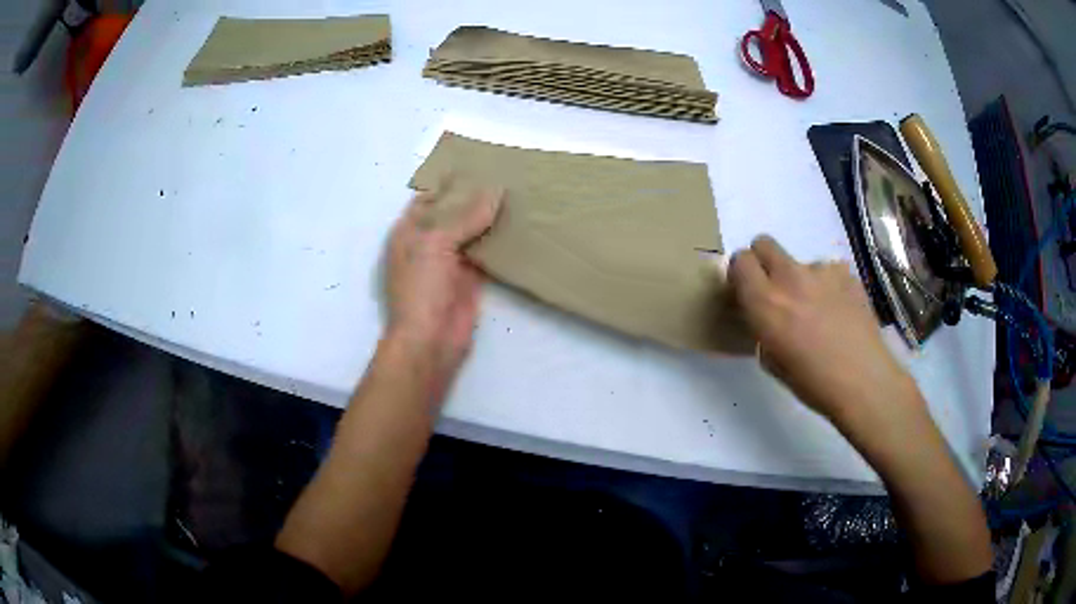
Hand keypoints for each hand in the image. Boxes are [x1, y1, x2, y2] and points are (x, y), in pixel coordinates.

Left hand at [385, 183, 503, 375]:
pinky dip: (499, 240)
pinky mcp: (470, 277)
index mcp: (408, 230)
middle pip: (451, 212)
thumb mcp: (435, 243)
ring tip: (516, 193)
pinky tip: (518, 225)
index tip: (476, 163)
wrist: (430, 340)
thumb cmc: (421, 288)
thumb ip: (465, 216)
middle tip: (504, 174)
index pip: (428, 197)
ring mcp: (449, 260)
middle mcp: (427, 241)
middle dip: (473, 196)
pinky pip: (486, 252)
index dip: (448, 181)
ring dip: (488, 217)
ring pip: (470, 230)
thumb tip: (495, 191)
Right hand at [727, 236, 921, 428]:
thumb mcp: (773, 362)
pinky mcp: (846, 272)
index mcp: (765, 302)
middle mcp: (789, 277)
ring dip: (803, 281)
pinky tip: (840, 312)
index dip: (742, 273)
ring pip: (801, 263)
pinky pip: (828, 272)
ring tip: (820, 312)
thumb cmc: (813, 382)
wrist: (863, 380)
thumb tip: (768, 317)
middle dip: (764, 261)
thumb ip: (763, 329)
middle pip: (764, 243)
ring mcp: (821, 270)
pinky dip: (829, 287)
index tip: (749, 291)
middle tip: (777, 290)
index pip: (740, 260)